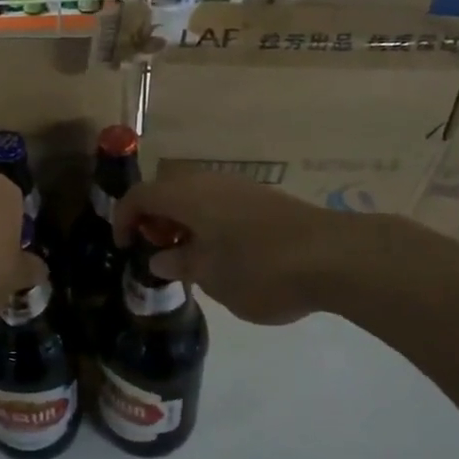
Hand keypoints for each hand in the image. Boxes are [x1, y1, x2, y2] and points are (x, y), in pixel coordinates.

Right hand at [115, 174, 392, 325]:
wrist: (335, 256)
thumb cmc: (260, 269)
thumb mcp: (212, 276)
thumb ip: (180, 264)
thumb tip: (159, 257)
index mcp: (187, 196)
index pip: (139, 196)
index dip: (123, 219)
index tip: (124, 247)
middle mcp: (208, 182)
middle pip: (167, 190)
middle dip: (154, 218)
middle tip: (157, 250)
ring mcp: (239, 186)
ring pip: (195, 194)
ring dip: (182, 219)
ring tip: (189, 255)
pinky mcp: (263, 197)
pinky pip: (219, 201)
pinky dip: (207, 220)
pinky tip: (223, 252)